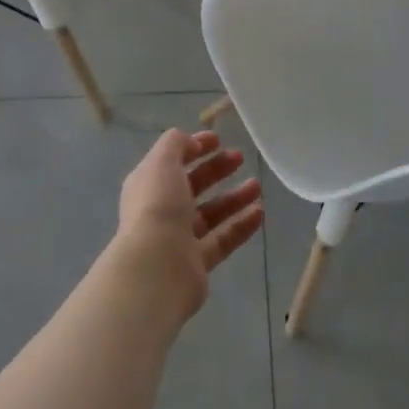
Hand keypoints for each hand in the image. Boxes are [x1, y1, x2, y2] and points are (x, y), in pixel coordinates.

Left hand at [115, 128, 264, 323]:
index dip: (194, 147)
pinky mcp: (197, 263)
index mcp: (149, 185)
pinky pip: (222, 239)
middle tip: (240, 158)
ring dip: (234, 198)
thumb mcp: (162, 162)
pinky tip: (260, 212)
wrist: (156, 268)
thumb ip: (176, 144)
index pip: (172, 161)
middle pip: (193, 186)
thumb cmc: (158, 207)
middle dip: (216, 170)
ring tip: (257, 186)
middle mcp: (162, 210)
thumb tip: (191, 142)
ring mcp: (179, 239)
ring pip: (211, 213)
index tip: (219, 140)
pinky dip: (240, 225)